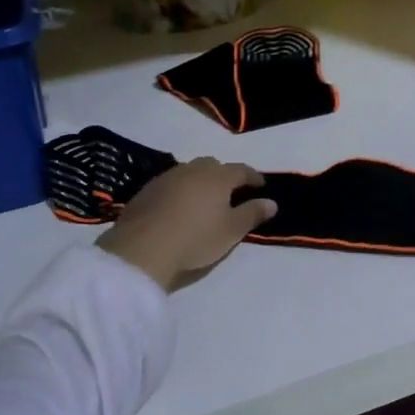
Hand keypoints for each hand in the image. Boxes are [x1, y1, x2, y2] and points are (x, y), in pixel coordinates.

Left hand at [99, 158, 277, 288]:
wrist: (143, 248)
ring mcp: (167, 177)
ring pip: (189, 173)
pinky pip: (170, 184)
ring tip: (203, 200)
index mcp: (218, 177)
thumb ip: (252, 213)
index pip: (241, 170)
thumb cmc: (196, 238)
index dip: (253, 177)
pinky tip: (177, 208)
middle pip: (213, 166)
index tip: (261, 186)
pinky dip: (179, 191)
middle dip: (224, 176)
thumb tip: (271, 202)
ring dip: (199, 182)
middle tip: (230, 192)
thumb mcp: (231, 231)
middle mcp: (193, 170)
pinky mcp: (146, 190)